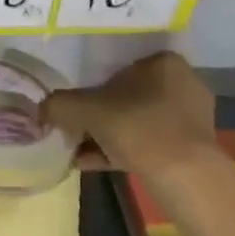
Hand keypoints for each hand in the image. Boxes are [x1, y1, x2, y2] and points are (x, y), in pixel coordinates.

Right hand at [40, 51, 216, 176]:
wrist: (182, 174)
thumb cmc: (136, 126)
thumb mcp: (86, 110)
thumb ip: (59, 104)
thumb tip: (42, 108)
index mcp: (163, 61)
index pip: (118, 68)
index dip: (91, 88)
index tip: (74, 108)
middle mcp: (182, 82)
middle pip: (126, 97)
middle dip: (98, 116)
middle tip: (74, 132)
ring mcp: (190, 116)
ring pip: (137, 122)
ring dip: (106, 136)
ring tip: (78, 153)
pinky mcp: (192, 146)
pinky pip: (148, 142)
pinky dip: (122, 150)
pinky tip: (93, 164)